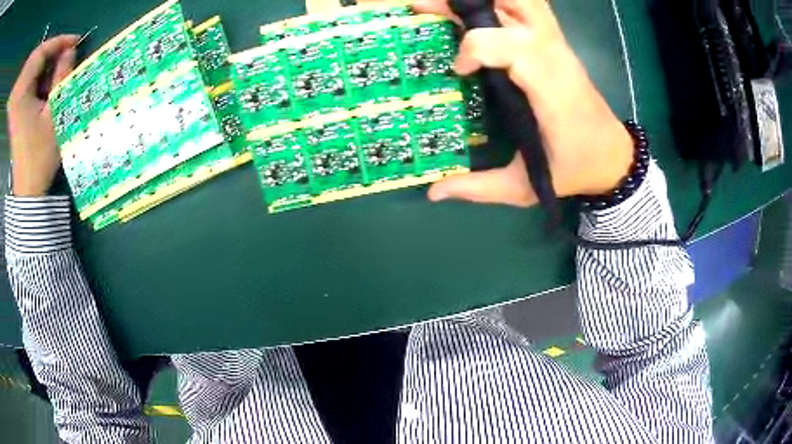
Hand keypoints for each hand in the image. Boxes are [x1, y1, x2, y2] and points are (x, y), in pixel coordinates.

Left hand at [7, 35, 79, 196]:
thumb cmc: (39, 157)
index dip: (60, 42)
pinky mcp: (17, 113)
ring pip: (33, 70)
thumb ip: (61, 79)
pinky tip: (44, 88)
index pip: (43, 52)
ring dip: (45, 66)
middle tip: (65, 56)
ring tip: (56, 73)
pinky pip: (28, 84)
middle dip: (51, 52)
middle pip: (37, 58)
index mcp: (24, 94)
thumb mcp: (54, 116)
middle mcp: (19, 96)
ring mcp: (17, 105)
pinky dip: (38, 79)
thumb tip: (70, 51)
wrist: (26, 191)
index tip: (76, 41)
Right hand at [413, 0, 633, 206]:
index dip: (477, 47)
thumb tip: (432, 193)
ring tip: (451, 6)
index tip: (457, 70)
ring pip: (526, 1)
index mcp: (552, 91)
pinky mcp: (558, 43)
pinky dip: (502, 2)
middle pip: (518, 6)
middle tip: (429, 6)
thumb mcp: (526, 188)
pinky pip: (531, 8)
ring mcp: (559, 45)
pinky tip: (478, 11)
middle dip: (470, 3)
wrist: (613, 156)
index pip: (513, 47)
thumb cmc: (574, 169)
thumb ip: (480, 188)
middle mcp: (556, 58)